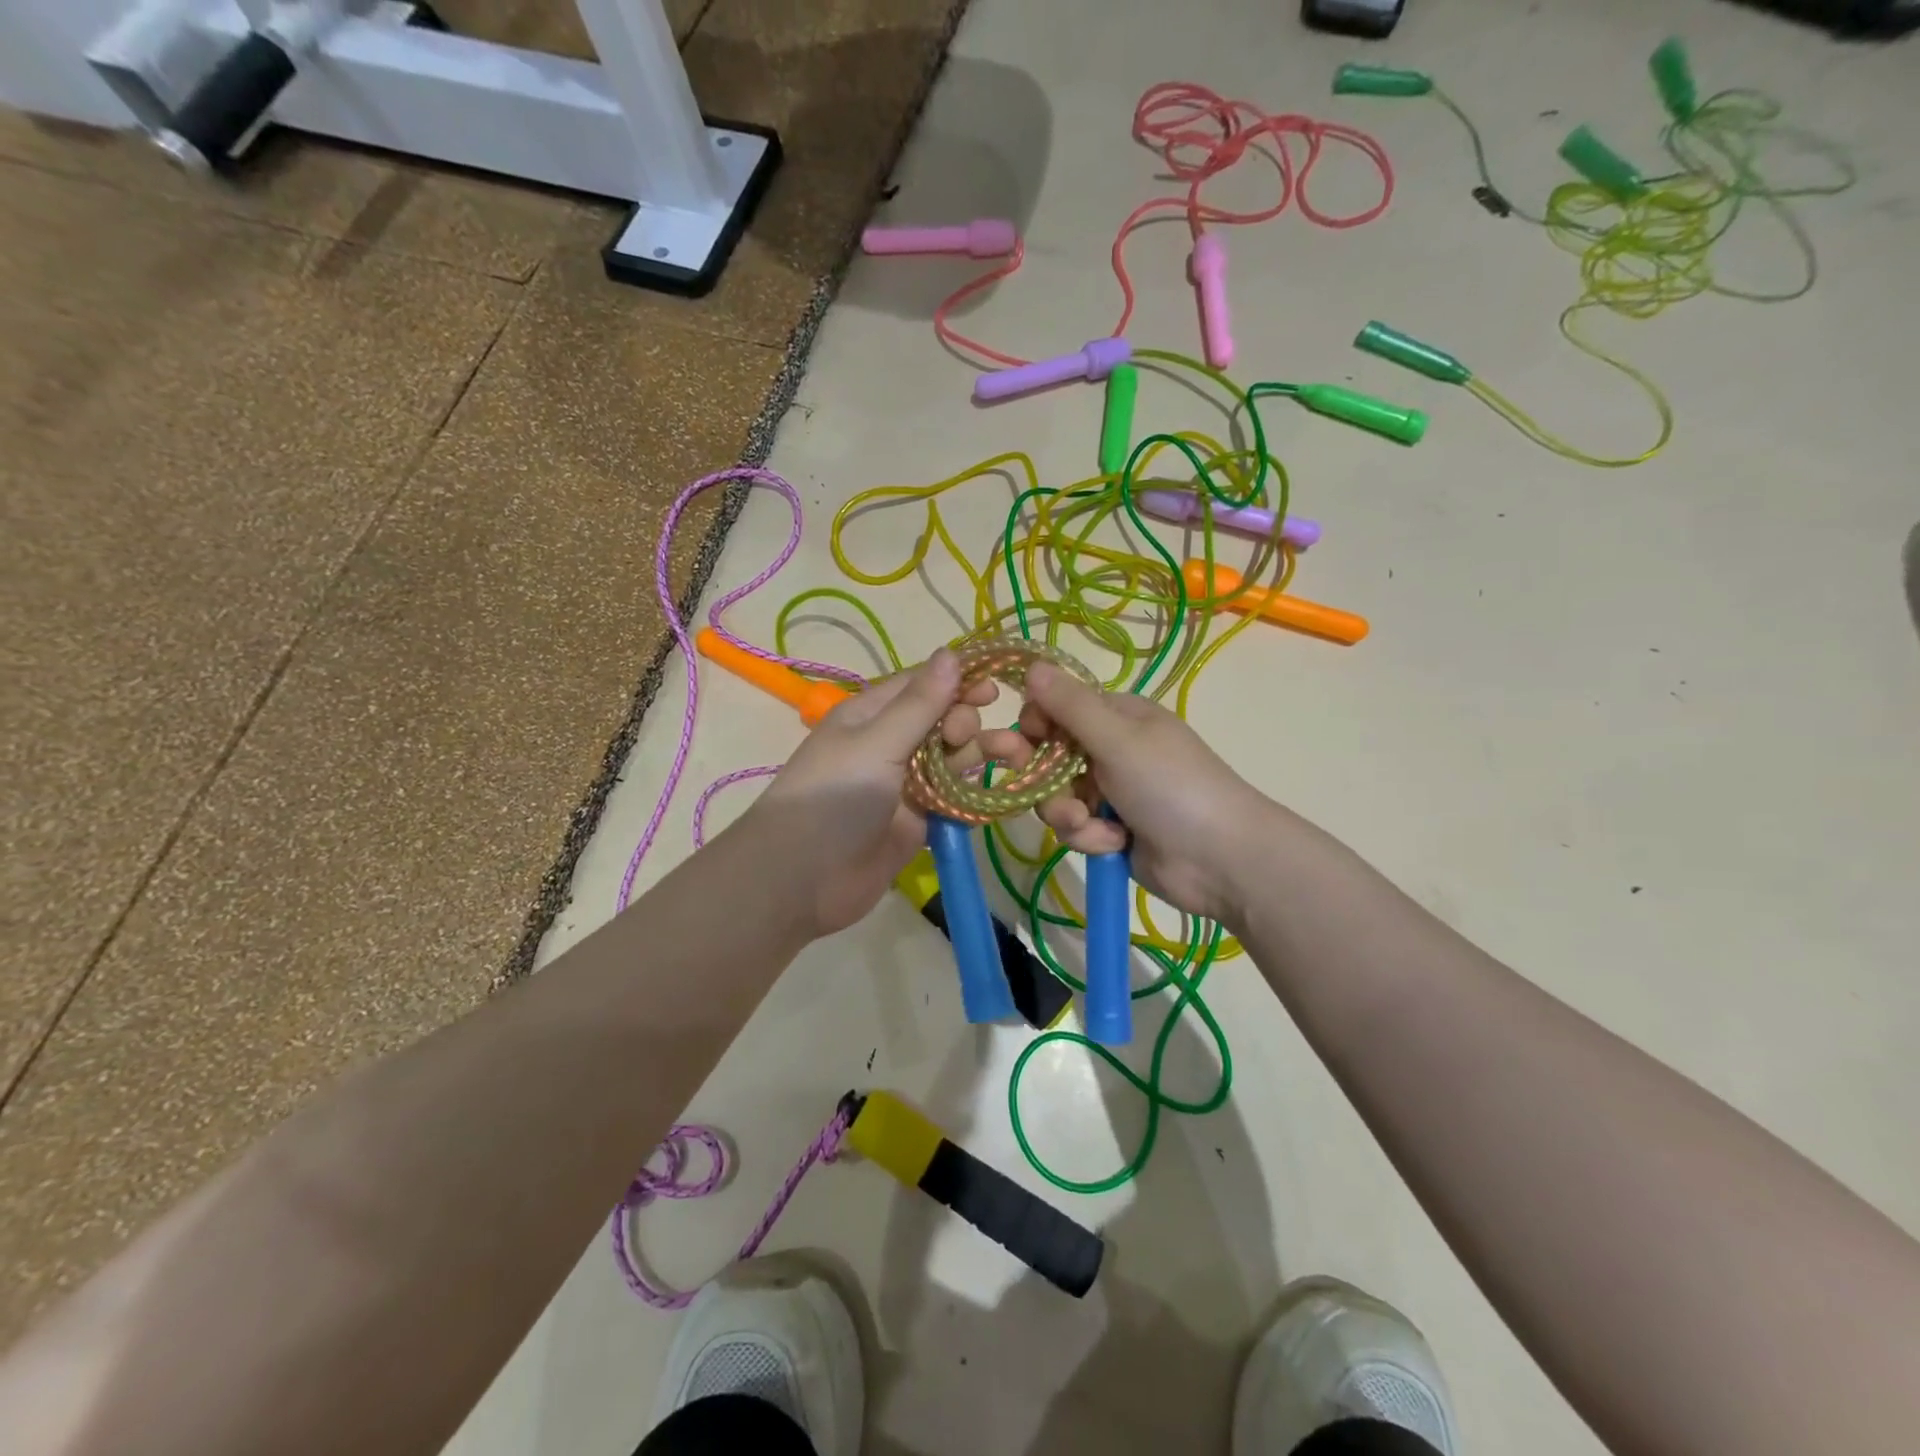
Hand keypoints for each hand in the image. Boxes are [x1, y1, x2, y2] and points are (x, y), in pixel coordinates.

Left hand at [740, 649, 995, 937]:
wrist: (803, 880)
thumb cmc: (835, 797)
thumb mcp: (876, 743)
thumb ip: (920, 704)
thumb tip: (951, 652)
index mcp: (872, 716)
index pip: (921, 685)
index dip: (957, 682)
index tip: (994, 688)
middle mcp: (890, 745)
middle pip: (942, 721)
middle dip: (966, 722)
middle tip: (963, 739)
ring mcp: (905, 785)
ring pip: (953, 760)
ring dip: (981, 754)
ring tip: (1014, 755)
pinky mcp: (918, 821)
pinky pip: (954, 799)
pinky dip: (975, 794)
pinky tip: (999, 791)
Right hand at [995, 661, 1279, 927]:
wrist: (1220, 858)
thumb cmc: (1170, 785)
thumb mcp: (1118, 739)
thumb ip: (1070, 706)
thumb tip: (1031, 664)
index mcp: (1117, 716)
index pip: (1057, 708)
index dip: (1035, 726)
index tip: (1023, 745)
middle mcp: (1111, 749)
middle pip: (1050, 757)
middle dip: (1047, 780)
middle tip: (1042, 790)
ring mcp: (1111, 791)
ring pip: (1058, 797)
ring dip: (1069, 814)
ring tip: (1092, 825)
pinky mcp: (1111, 829)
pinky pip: (1077, 828)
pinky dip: (1091, 836)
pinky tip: (1115, 842)